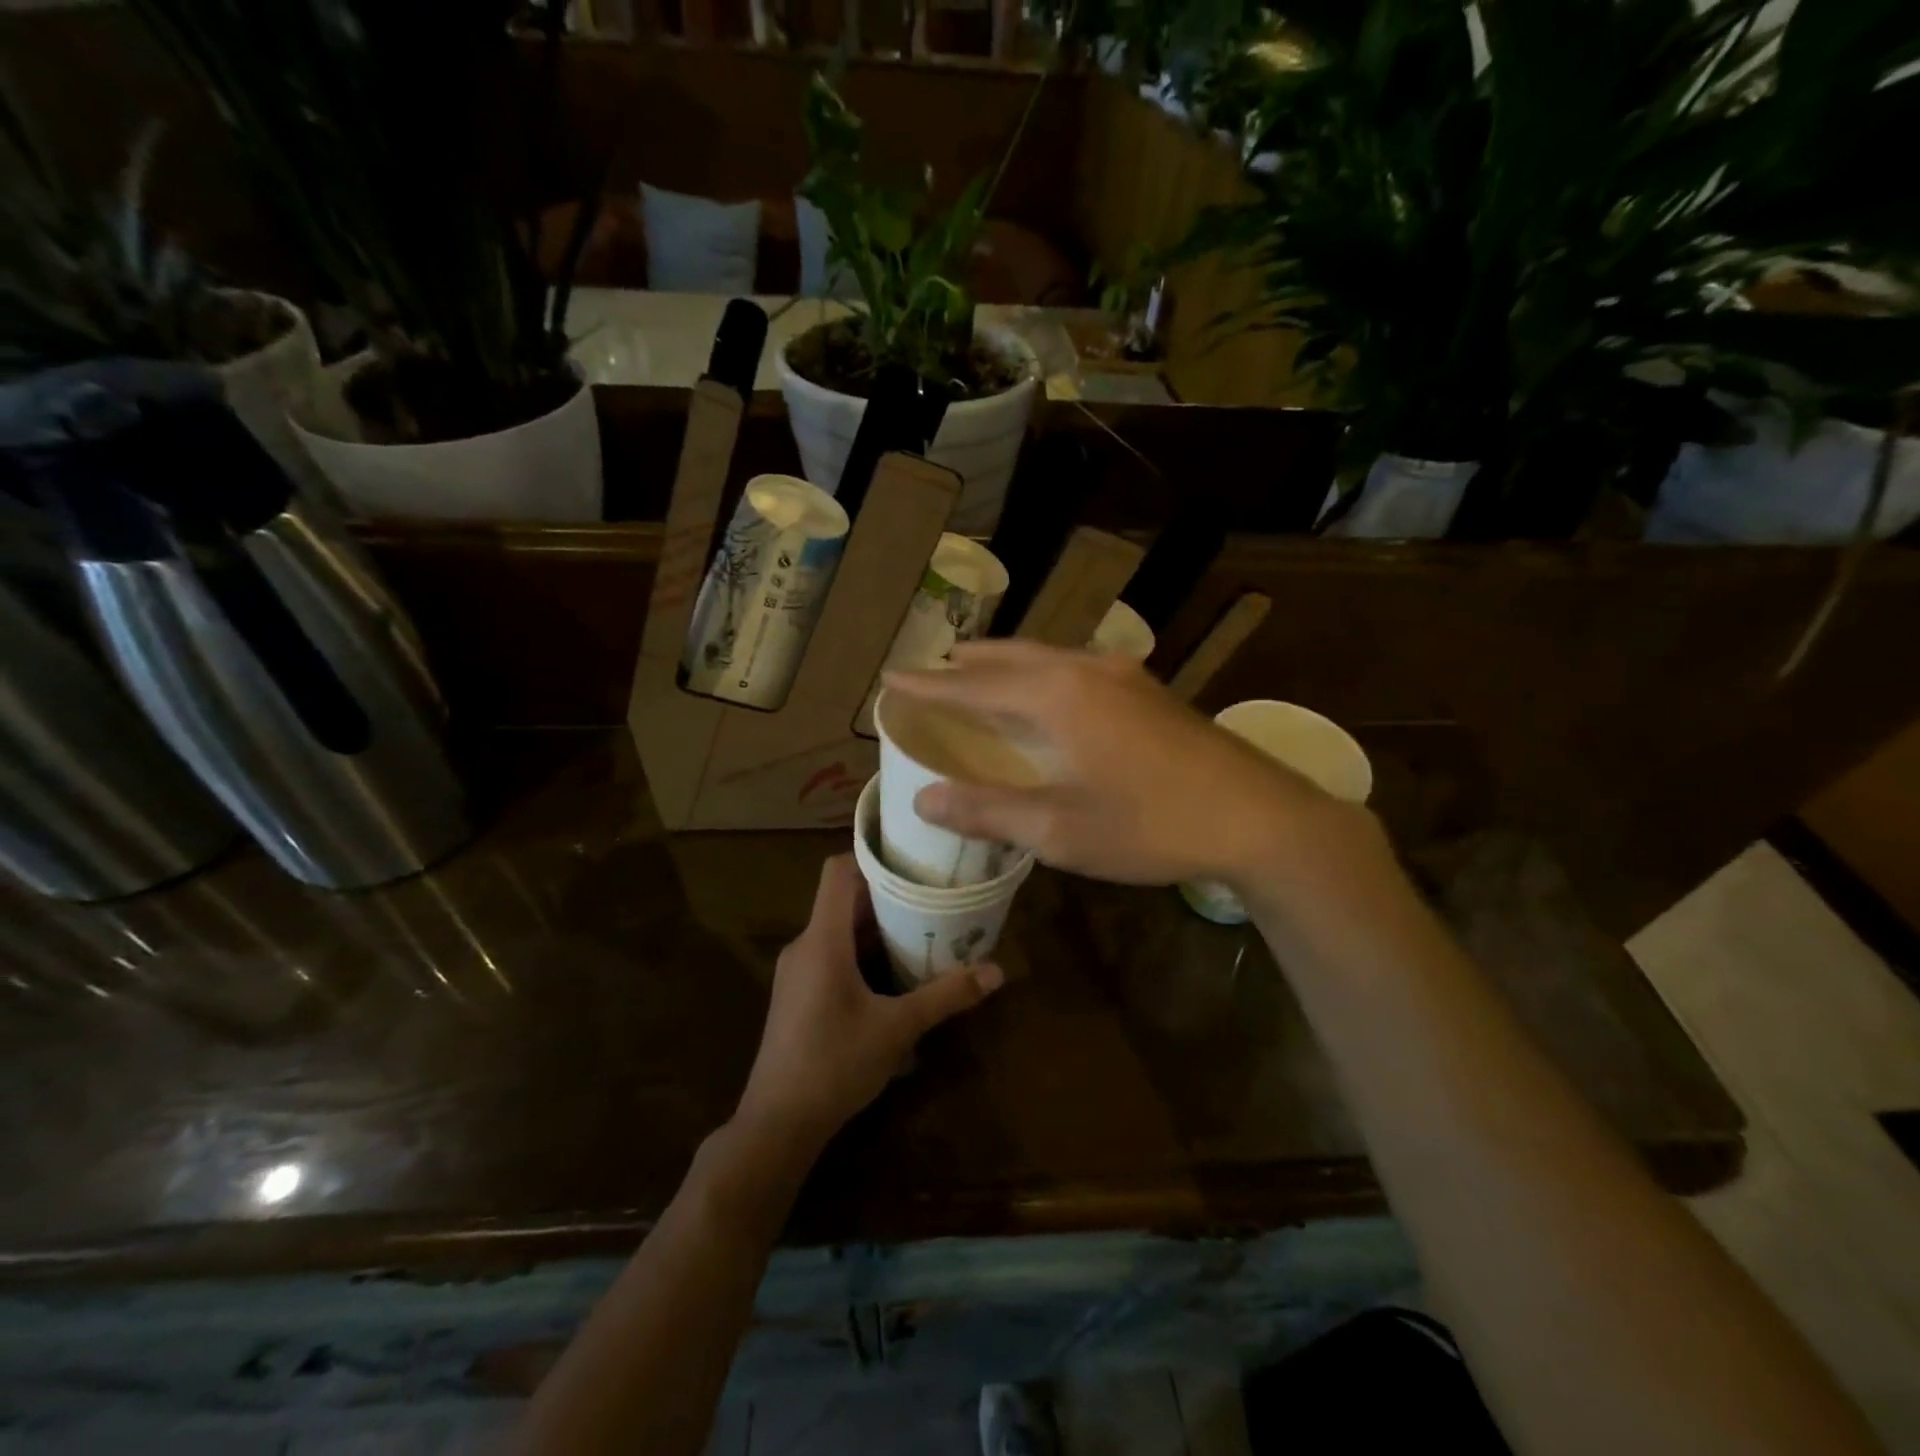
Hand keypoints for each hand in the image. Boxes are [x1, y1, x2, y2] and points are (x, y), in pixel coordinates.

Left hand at [734, 854, 1003, 1149]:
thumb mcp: (898, 1028)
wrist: (777, 1124)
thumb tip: (997, 971)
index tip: (912, 858)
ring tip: (923, 929)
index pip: (838, 871)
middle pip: (844, 900)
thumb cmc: (835, 1064)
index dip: (872, 857)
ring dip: (877, 927)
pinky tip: (894, 974)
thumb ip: (946, 996)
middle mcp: (805, 945)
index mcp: (822, 940)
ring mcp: (797, 971)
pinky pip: (832, 954)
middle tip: (933, 894)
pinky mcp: (798, 994)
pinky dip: (862, 952)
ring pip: (839, 930)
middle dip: (888, 896)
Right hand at [884, 640, 1380, 887]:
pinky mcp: (1148, 691)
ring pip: (1047, 658)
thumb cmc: (1151, 824)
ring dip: (1006, 664)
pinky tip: (1046, 692)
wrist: (1258, 816)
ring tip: (978, 670)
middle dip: (966, 663)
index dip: (930, 684)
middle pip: (1010, 658)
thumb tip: (924, 797)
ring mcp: (1123, 675)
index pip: (974, 684)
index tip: (893, 676)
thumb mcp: (1060, 829)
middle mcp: (1085, 670)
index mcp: (1056, 697)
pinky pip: (1075, 668)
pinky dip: (1041, 674)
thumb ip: (989, 810)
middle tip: (932, 668)